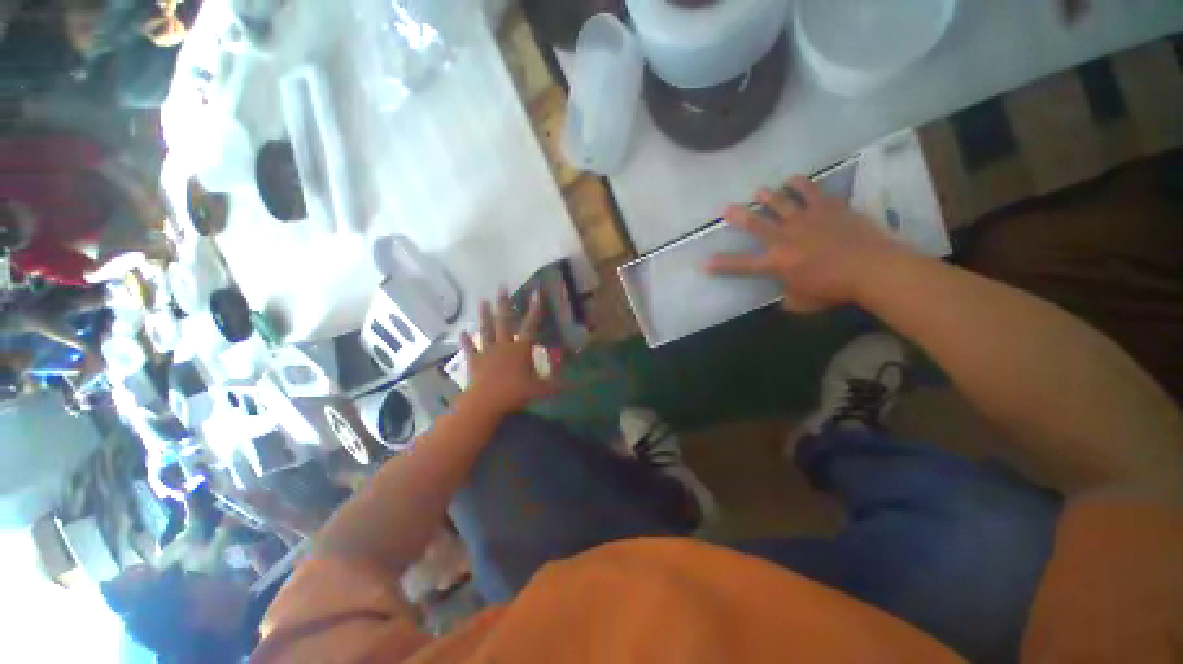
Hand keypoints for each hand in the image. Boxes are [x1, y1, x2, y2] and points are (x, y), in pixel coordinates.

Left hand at [459, 290, 560, 417]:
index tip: (536, 292)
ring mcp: (487, 352)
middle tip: (501, 286)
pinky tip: (461, 332)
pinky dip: (465, 340)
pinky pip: (470, 348)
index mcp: (521, 349)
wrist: (486, 403)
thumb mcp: (541, 390)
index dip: (535, 309)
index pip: (530, 325)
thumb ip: (558, 385)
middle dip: (504, 303)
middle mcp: (504, 345)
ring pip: (486, 330)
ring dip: (484, 315)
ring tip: (482, 300)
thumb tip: (578, 385)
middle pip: (504, 321)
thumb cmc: (515, 393)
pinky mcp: (474, 361)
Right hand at [707, 176, 908, 312]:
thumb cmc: (834, 289)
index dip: (722, 264)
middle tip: (726, 208)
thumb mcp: (803, 302)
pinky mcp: (827, 208)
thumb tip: (783, 297)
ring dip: (767, 196)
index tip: (705, 262)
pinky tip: (793, 179)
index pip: (742, 264)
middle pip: (756, 224)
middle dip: (738, 216)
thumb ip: (788, 298)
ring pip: (780, 203)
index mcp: (777, 262)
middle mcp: (785, 237)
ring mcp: (806, 219)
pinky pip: (811, 191)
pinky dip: (800, 184)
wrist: (872, 269)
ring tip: (759, 191)